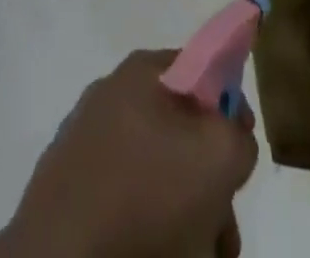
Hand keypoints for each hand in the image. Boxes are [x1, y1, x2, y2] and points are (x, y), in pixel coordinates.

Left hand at [0, 50, 257, 257]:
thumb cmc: (145, 196)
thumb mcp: (217, 156)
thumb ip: (237, 132)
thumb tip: (232, 127)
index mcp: (142, 72)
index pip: (200, 70)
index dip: (228, 108)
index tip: (237, 152)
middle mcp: (113, 96)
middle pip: (182, 133)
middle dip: (211, 183)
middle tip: (222, 226)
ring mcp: (88, 141)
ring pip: (158, 175)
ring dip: (189, 215)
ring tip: (200, 252)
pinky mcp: (72, 189)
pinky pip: (127, 200)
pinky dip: (152, 228)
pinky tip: (162, 253)